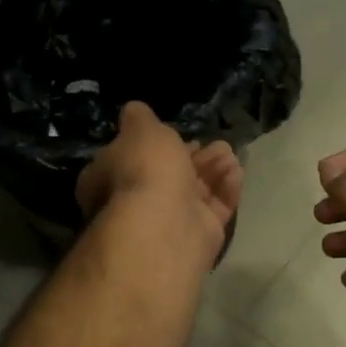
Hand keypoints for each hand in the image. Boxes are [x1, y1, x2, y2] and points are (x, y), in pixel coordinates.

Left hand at [78, 102, 243, 262]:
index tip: (173, 133)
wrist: (166, 223)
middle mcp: (136, 202)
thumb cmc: (145, 169)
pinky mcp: (200, 235)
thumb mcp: (139, 129)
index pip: (129, 159)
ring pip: (196, 190)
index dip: (152, 146)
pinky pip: (216, 208)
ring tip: (228, 151)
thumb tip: (134, 111)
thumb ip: (139, 118)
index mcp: (110, 179)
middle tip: (212, 142)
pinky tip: (236, 170)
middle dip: (192, 155)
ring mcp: (170, 221)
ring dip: (214, 168)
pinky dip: (226, 188)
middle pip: (168, 175)